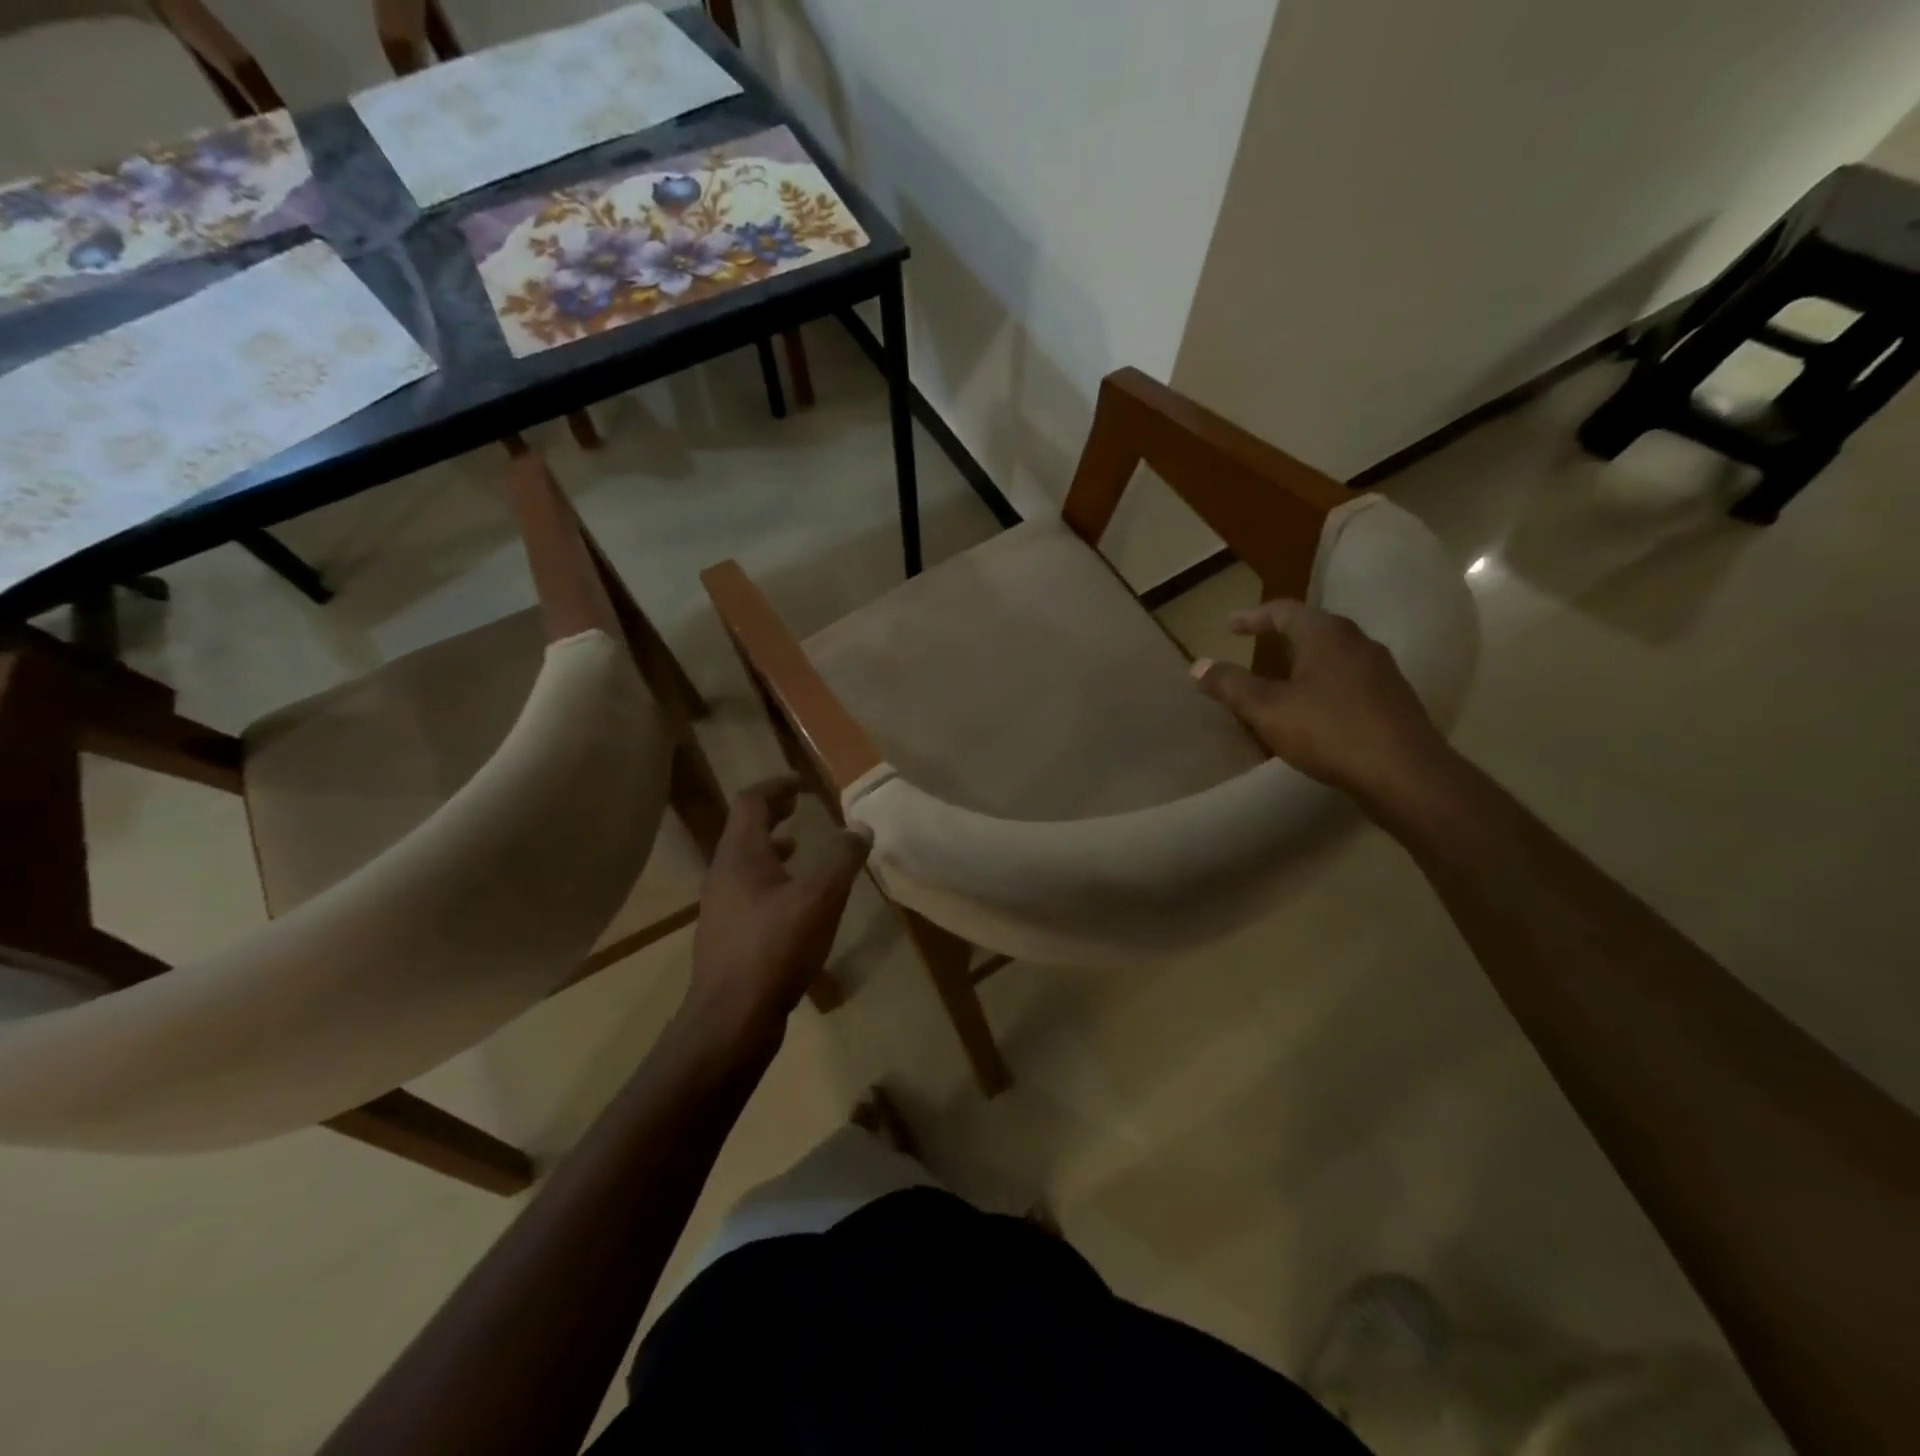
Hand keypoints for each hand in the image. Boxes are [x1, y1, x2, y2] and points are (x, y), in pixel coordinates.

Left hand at [683, 776, 870, 1049]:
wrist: (731, 1019)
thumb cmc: (775, 947)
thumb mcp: (821, 897)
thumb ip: (842, 858)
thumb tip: (861, 827)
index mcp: (740, 855)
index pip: (751, 802)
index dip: (776, 785)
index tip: (802, 783)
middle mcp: (723, 874)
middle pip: (744, 830)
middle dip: (773, 813)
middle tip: (799, 807)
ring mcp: (722, 907)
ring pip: (745, 863)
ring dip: (771, 848)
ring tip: (798, 848)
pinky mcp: (728, 936)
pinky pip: (749, 891)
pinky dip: (771, 879)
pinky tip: (795, 903)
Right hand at [1192, 599, 1453, 804]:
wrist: (1405, 774)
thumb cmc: (1329, 731)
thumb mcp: (1267, 709)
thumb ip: (1231, 685)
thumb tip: (1198, 665)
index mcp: (1327, 635)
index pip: (1284, 611)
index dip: (1252, 617)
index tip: (1228, 626)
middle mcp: (1359, 643)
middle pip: (1313, 628)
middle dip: (1281, 636)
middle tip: (1255, 647)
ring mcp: (1381, 672)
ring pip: (1333, 656)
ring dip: (1303, 662)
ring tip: (1280, 680)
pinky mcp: (1392, 701)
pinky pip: (1348, 681)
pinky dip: (1322, 685)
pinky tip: (1312, 710)